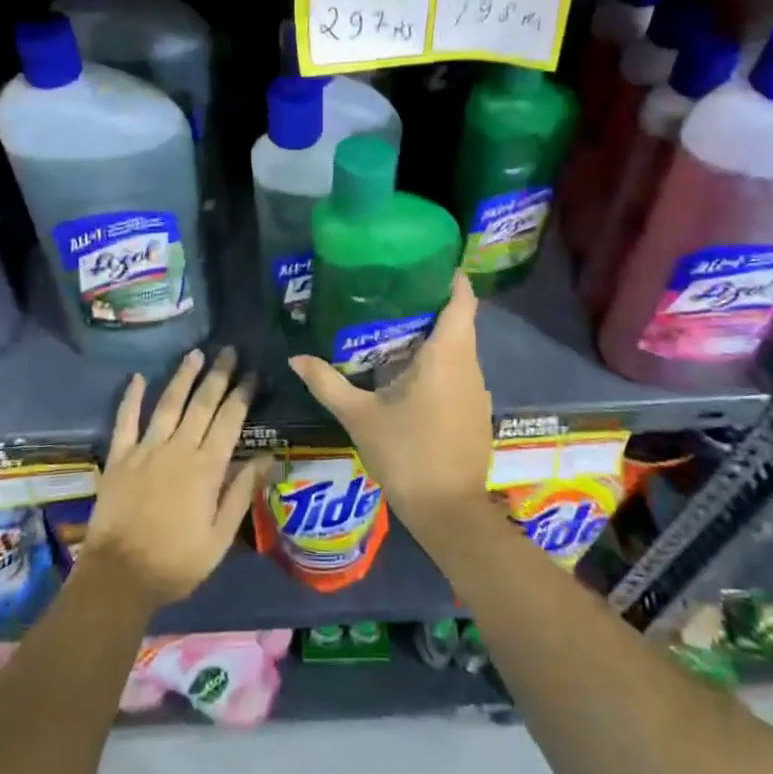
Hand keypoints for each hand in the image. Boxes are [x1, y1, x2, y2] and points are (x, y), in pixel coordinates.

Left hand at [81, 347, 272, 610]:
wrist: (118, 578)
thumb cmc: (176, 563)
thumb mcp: (220, 538)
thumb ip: (241, 493)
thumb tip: (269, 458)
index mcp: (206, 468)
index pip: (230, 421)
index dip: (242, 394)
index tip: (253, 373)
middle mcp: (178, 449)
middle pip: (202, 404)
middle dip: (218, 375)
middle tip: (229, 351)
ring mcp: (145, 450)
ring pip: (168, 404)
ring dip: (183, 377)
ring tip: (195, 354)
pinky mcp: (119, 458)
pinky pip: (125, 421)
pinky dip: (131, 397)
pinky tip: (138, 377)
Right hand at [289, 272, 492, 529]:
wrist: (449, 511)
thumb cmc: (406, 454)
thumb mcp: (359, 416)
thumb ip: (327, 383)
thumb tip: (295, 358)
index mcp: (447, 355)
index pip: (462, 300)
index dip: (450, 277)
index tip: (425, 262)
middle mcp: (470, 364)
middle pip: (460, 320)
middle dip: (431, 303)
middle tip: (393, 292)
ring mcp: (478, 389)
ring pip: (461, 347)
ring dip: (436, 334)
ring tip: (396, 326)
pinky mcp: (477, 410)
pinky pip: (461, 371)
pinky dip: (441, 361)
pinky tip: (412, 371)